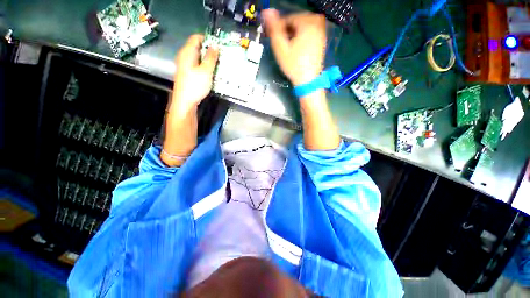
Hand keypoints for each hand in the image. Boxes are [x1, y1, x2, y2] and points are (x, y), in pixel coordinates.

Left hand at [171, 34, 218, 112]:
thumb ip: (211, 58)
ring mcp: (185, 65)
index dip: (207, 39)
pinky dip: (204, 66)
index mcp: (187, 52)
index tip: (218, 45)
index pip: (196, 38)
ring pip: (198, 57)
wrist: (185, 101)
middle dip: (209, 50)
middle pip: (197, 47)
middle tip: (221, 56)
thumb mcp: (206, 71)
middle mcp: (184, 56)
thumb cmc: (195, 85)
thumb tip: (215, 46)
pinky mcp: (187, 73)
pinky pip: (197, 65)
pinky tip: (211, 73)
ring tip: (218, 65)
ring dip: (208, 59)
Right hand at [263, 10, 326, 85]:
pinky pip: (309, 31)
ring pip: (303, 26)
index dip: (279, 28)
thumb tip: (267, 11)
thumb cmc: (294, 65)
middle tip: (281, 43)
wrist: (308, 81)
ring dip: (294, 32)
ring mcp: (321, 31)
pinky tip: (297, 47)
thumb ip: (274, 28)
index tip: (274, 38)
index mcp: (307, 22)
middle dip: (287, 30)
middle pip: (296, 21)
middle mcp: (317, 23)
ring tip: (289, 46)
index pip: (288, 18)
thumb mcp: (281, 48)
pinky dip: (302, 36)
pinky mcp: (322, 39)